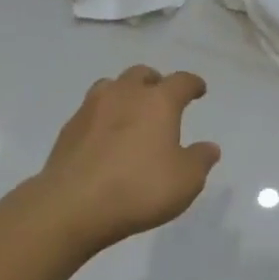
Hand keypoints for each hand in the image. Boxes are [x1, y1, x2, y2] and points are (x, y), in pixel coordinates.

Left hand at [33, 66, 220, 250]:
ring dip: (124, 93)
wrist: (72, 205)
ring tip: (130, 112)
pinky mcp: (69, 128)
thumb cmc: (139, 188)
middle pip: (141, 74)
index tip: (198, 90)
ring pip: (111, 86)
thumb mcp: (185, 181)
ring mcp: (92, 108)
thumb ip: (200, 160)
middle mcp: (125, 94)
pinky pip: (91, 111)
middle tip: (161, 98)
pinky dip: (102, 117)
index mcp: (158, 102)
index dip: (193, 84)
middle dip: (155, 82)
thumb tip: (209, 147)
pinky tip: (104, 137)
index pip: (181, 81)